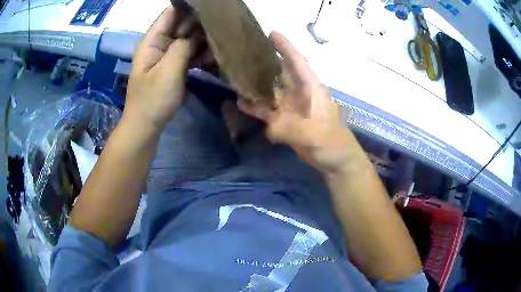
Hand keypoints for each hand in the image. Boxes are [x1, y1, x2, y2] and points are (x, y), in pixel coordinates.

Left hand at [125, 6, 208, 128]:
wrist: (145, 127)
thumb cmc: (153, 100)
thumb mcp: (168, 71)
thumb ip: (183, 46)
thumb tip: (198, 30)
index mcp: (152, 40)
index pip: (171, 13)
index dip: (189, 8)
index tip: (211, 9)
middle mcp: (159, 44)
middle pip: (181, 25)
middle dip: (200, 24)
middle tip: (221, 28)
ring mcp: (166, 55)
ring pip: (187, 39)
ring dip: (202, 40)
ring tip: (219, 44)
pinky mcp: (172, 66)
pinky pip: (188, 53)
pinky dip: (199, 53)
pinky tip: (212, 57)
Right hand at [239, 31, 356, 174]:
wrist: (336, 160)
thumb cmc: (331, 143)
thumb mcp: (312, 135)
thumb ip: (290, 130)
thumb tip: (269, 128)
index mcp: (311, 88)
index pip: (297, 61)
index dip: (285, 46)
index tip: (271, 32)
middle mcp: (300, 93)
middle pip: (280, 72)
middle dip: (265, 61)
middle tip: (244, 52)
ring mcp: (292, 107)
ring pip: (272, 90)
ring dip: (257, 84)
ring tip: (236, 75)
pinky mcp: (287, 120)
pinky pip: (269, 110)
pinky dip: (257, 107)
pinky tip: (241, 102)